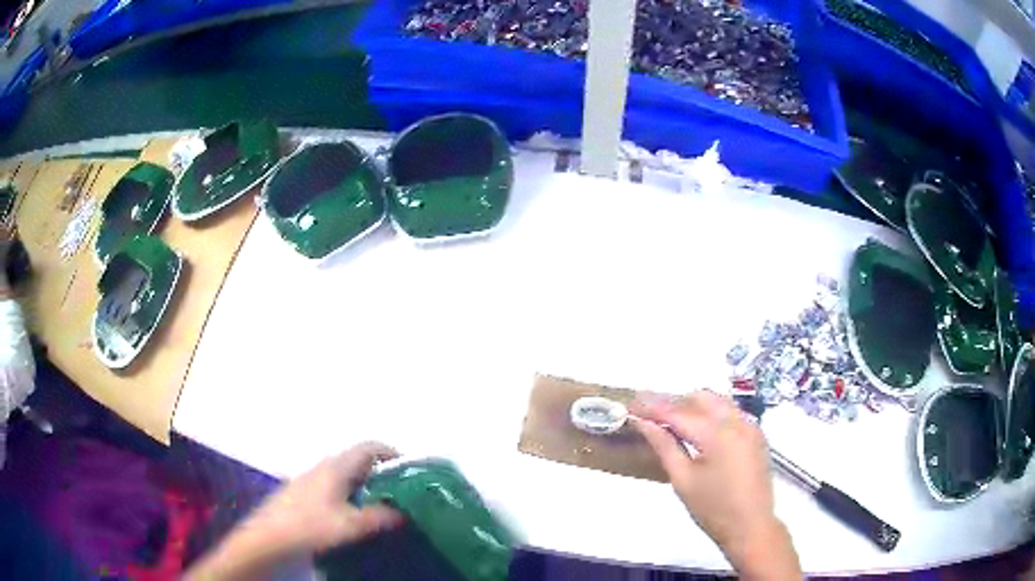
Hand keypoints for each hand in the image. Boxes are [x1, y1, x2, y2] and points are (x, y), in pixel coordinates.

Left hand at [185, 442, 403, 580]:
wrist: (268, 538)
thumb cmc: (309, 526)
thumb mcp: (350, 525)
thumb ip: (379, 517)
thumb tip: (404, 512)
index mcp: (336, 467)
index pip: (370, 447)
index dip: (392, 453)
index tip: (411, 471)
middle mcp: (324, 467)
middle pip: (358, 460)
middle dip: (382, 473)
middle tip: (401, 494)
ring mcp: (311, 479)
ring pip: (346, 475)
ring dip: (366, 486)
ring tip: (382, 508)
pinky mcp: (304, 493)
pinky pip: (335, 486)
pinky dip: (351, 495)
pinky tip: (353, 516)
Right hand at [632, 391, 800, 579]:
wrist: (751, 527)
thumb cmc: (713, 509)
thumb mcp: (683, 480)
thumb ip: (664, 446)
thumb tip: (643, 423)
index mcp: (718, 434)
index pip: (679, 412)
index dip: (653, 407)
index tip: (631, 404)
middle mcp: (738, 421)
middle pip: (701, 397)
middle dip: (674, 402)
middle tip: (650, 414)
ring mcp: (750, 426)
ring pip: (718, 401)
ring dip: (693, 405)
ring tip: (670, 420)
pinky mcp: (756, 434)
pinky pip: (730, 412)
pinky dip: (710, 414)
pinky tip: (697, 430)